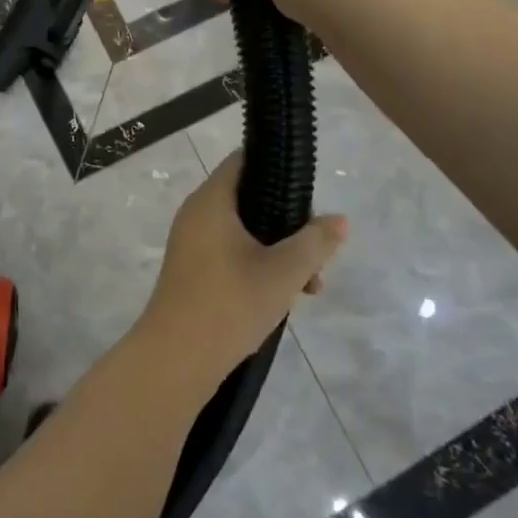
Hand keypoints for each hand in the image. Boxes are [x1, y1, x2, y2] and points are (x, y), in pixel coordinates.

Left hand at [137, 152, 347, 393]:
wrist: (177, 358)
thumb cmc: (230, 303)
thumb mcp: (284, 272)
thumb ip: (315, 242)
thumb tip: (340, 219)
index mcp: (211, 200)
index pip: (244, 160)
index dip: (278, 167)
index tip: (308, 191)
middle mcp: (197, 213)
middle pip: (249, 198)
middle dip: (288, 221)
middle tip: (316, 251)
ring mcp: (192, 242)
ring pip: (244, 231)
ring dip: (279, 250)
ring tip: (310, 285)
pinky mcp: (193, 269)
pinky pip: (231, 252)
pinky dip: (259, 265)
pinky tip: (285, 296)